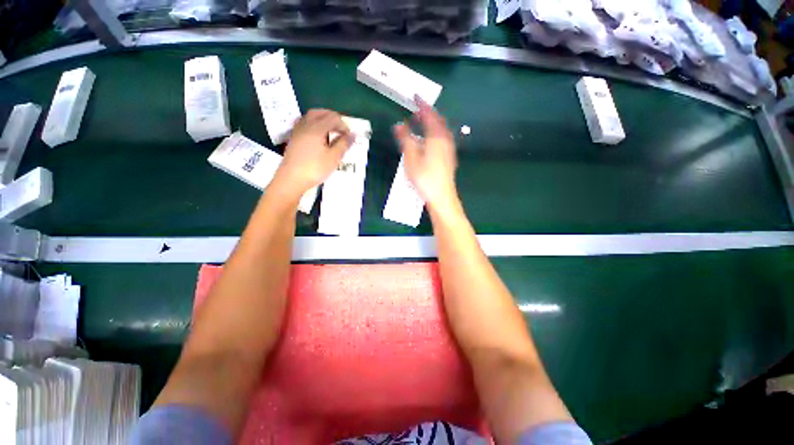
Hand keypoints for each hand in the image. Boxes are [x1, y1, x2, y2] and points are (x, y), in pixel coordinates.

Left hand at [274, 109, 352, 195]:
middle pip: (321, 113)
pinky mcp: (293, 138)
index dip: (344, 125)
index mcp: (317, 128)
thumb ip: (344, 144)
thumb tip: (353, 134)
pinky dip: (314, 124)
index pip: (333, 118)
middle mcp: (306, 125)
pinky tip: (317, 135)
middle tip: (341, 130)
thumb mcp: (333, 158)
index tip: (349, 137)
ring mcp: (297, 130)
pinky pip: (304, 123)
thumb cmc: (315, 168)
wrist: (291, 179)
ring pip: (311, 116)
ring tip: (331, 131)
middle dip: (333, 118)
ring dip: (323, 119)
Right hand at [393, 97, 458, 213]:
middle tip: (417, 111)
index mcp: (436, 137)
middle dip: (428, 113)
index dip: (422, 105)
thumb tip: (399, 124)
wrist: (442, 196)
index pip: (429, 115)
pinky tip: (430, 140)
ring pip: (442, 130)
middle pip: (438, 121)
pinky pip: (443, 138)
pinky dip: (435, 133)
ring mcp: (449, 149)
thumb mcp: (411, 158)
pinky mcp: (449, 158)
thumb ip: (405, 139)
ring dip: (432, 123)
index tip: (415, 96)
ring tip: (422, 123)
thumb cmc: (425, 178)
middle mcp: (445, 140)